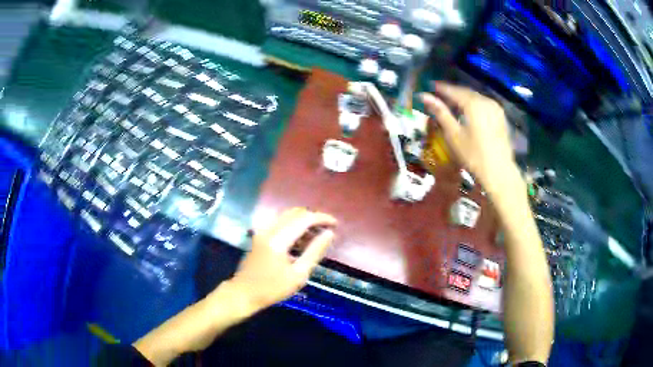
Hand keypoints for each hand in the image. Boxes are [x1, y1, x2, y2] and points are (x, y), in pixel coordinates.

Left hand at [229, 207, 336, 312]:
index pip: (305, 219)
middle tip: (327, 229)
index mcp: (279, 239)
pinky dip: (293, 224)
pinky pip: (279, 222)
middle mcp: (269, 229)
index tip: (336, 224)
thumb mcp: (298, 275)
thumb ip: (315, 251)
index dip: (322, 218)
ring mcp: (262, 230)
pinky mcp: (259, 235)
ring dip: (303, 220)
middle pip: (295, 212)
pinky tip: (300, 238)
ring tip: (316, 234)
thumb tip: (329, 233)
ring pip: (286, 215)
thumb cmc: (272, 288)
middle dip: (313, 217)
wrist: (243, 293)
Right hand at [420, 82, 519, 194]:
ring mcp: (495, 108)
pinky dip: (474, 104)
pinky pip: (484, 104)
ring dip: (463, 98)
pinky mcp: (501, 116)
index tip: (430, 86)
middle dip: (452, 92)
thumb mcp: (453, 135)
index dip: (440, 88)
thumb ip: (440, 112)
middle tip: (439, 95)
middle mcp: (486, 101)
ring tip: (452, 103)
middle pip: (465, 92)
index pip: (453, 90)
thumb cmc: (473, 156)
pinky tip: (468, 112)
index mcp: (473, 103)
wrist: (499, 172)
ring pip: (476, 97)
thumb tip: (424, 96)